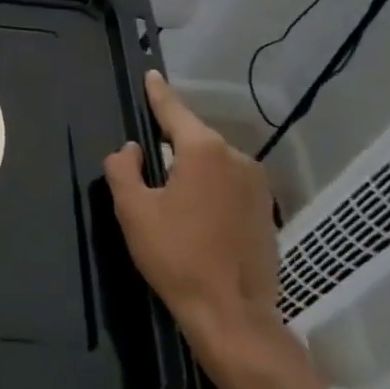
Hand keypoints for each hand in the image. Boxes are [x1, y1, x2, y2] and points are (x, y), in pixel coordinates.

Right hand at [103, 71, 282, 366]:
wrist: (231, 313)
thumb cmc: (176, 255)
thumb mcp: (133, 210)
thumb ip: (123, 169)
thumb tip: (132, 149)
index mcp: (203, 151)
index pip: (174, 111)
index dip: (158, 93)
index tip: (151, 75)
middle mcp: (237, 158)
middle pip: (196, 138)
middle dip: (173, 139)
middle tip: (148, 150)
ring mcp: (257, 185)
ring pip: (214, 163)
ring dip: (192, 167)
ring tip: (169, 189)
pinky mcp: (266, 211)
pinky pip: (230, 184)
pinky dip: (210, 188)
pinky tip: (196, 212)